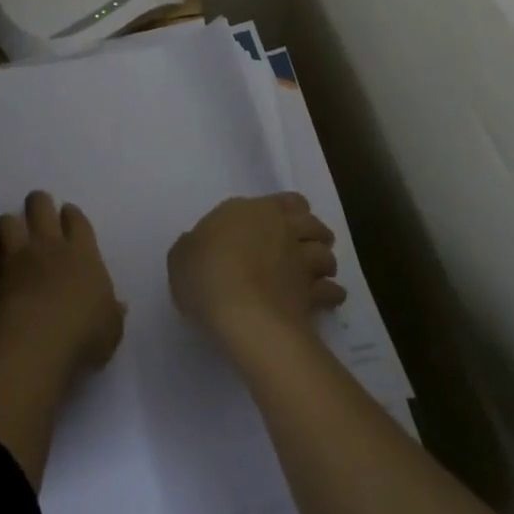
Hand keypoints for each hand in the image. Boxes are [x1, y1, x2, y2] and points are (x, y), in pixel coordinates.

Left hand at [0, 191, 125, 374]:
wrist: (34, 346)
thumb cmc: (83, 334)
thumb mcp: (111, 329)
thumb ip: (112, 313)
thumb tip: (118, 306)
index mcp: (81, 252)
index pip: (75, 218)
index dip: (71, 214)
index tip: (68, 216)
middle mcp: (47, 247)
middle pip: (39, 206)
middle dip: (38, 203)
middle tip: (39, 213)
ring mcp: (16, 260)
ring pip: (5, 223)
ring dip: (8, 227)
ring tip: (12, 239)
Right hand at [168, 193, 344, 347]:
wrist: (241, 312)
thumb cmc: (206, 274)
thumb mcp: (181, 256)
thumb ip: (193, 247)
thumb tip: (201, 247)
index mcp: (250, 211)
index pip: (283, 200)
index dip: (286, 210)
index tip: (280, 223)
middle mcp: (281, 229)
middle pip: (311, 222)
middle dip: (312, 231)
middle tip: (304, 244)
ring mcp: (300, 261)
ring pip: (326, 253)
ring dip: (325, 260)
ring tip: (319, 271)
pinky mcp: (312, 294)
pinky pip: (331, 290)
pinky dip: (332, 293)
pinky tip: (328, 299)